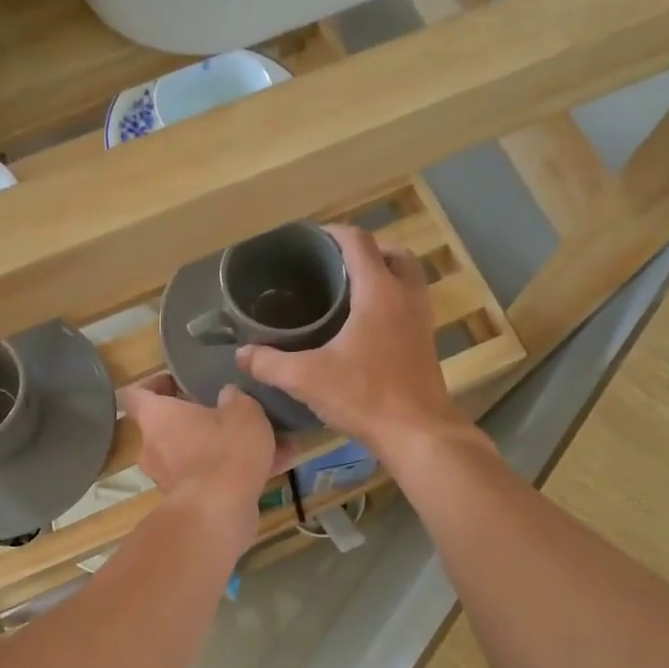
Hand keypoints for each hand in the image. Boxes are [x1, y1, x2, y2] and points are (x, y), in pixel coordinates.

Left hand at [120, 376, 278, 549]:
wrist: (219, 513)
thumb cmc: (224, 450)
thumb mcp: (243, 412)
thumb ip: (236, 399)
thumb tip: (228, 394)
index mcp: (156, 416)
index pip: (136, 394)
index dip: (153, 384)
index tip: (176, 381)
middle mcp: (153, 447)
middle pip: (168, 426)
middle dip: (195, 420)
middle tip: (226, 411)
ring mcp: (167, 477)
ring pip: (194, 453)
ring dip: (220, 448)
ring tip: (261, 441)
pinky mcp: (187, 502)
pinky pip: (210, 478)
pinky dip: (233, 472)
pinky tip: (274, 467)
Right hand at [235, 224, 467, 459]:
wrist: (418, 433)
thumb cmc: (365, 396)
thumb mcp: (307, 379)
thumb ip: (270, 363)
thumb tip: (242, 354)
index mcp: (379, 291)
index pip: (358, 242)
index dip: (333, 233)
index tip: (310, 241)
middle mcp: (406, 296)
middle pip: (392, 253)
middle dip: (365, 252)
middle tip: (334, 267)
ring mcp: (422, 320)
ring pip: (407, 279)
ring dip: (383, 275)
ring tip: (349, 293)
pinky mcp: (426, 344)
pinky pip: (410, 305)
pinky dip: (391, 302)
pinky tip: (365, 327)